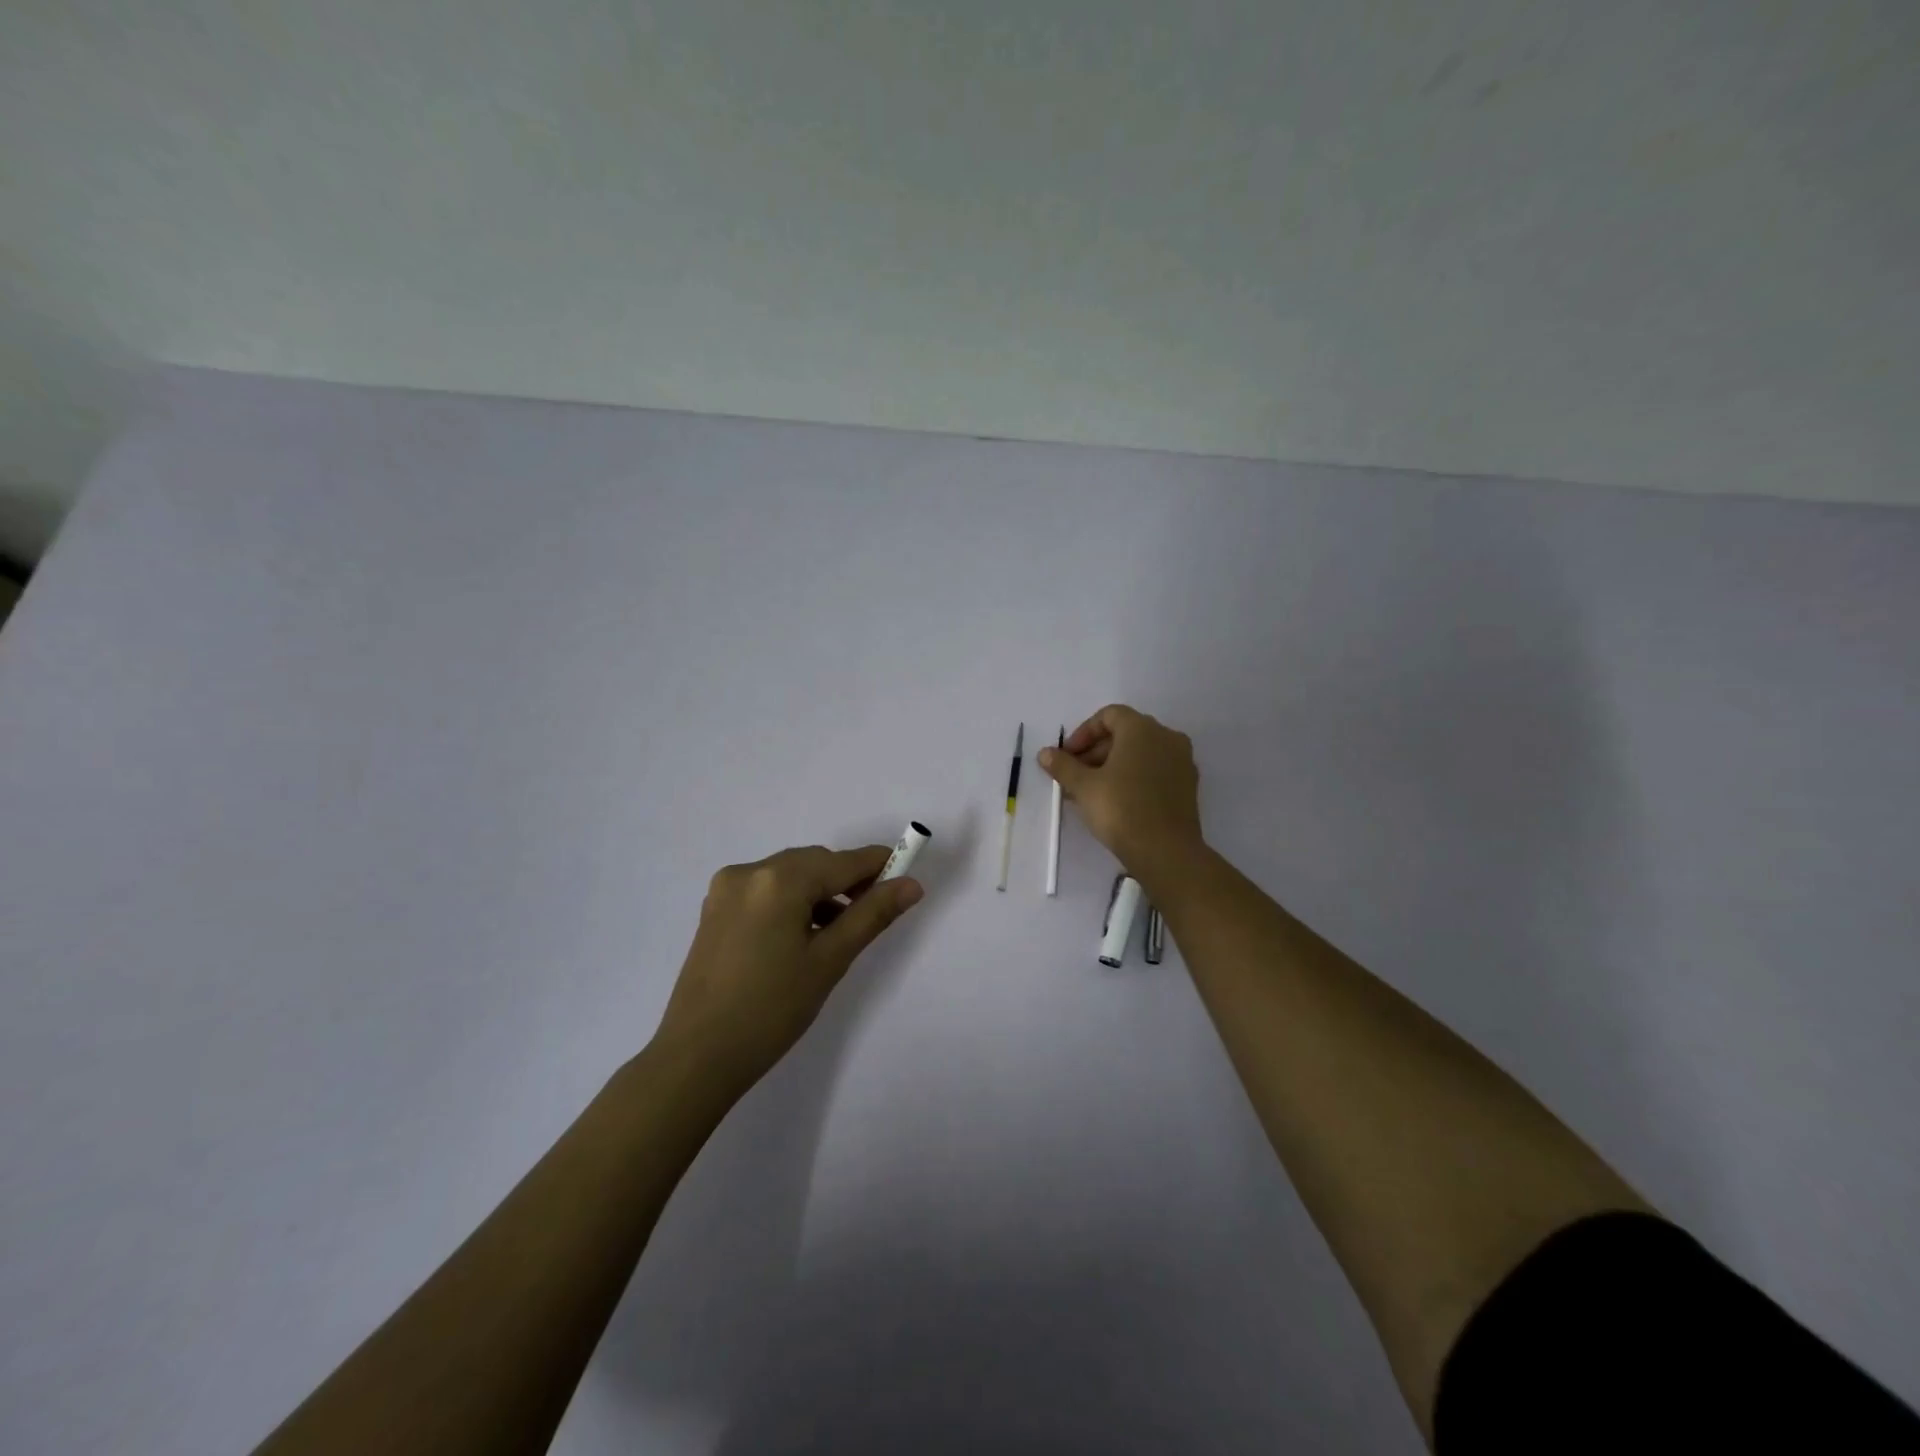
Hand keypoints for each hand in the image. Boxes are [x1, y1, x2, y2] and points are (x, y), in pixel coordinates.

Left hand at [653, 844, 922, 1090]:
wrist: (697, 1057)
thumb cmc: (772, 1010)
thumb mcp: (829, 960)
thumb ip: (872, 915)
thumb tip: (911, 885)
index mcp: (779, 880)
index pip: (842, 861)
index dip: (878, 865)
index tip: (906, 875)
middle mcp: (749, 871)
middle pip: (814, 862)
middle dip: (847, 880)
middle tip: (875, 911)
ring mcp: (726, 889)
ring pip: (790, 875)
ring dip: (819, 891)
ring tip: (839, 930)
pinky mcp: (715, 909)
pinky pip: (766, 889)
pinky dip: (791, 901)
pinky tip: (803, 934)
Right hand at [1039, 704, 1203, 877]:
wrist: (1166, 851)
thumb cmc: (1121, 809)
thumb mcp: (1083, 786)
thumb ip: (1063, 766)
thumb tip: (1045, 753)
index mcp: (1142, 729)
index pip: (1109, 715)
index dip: (1083, 733)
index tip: (1067, 756)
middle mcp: (1167, 737)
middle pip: (1125, 733)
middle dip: (1095, 751)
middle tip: (1074, 775)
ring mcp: (1182, 761)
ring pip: (1140, 753)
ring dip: (1112, 766)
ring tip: (1089, 792)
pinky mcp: (1188, 785)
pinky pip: (1155, 770)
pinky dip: (1133, 777)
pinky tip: (1115, 801)